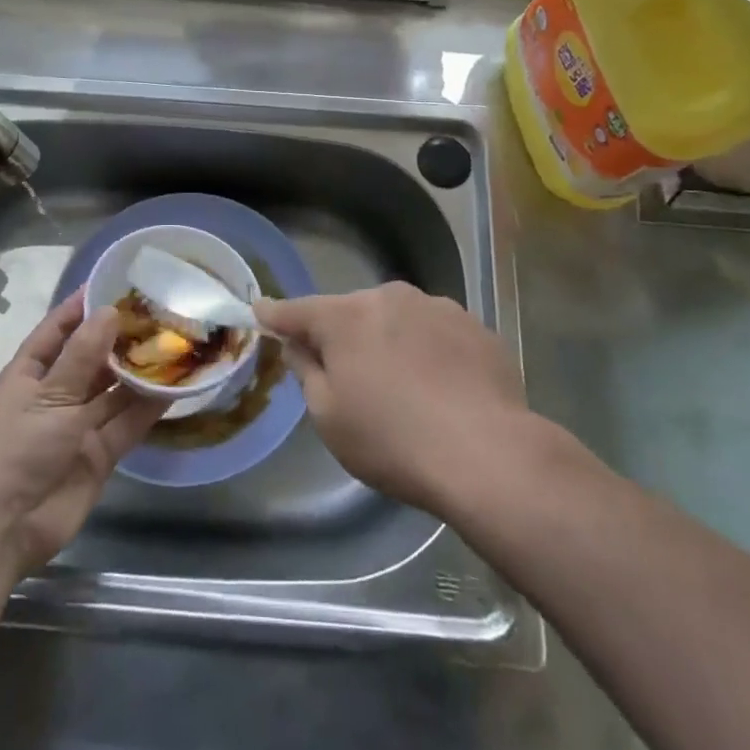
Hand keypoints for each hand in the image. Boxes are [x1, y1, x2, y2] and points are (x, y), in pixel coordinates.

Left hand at [0, 295, 166, 575]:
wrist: (0, 529)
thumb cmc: (14, 448)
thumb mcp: (49, 396)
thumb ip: (83, 356)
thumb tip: (110, 311)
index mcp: (30, 373)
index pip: (58, 330)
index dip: (81, 307)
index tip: (113, 282)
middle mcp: (55, 394)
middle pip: (91, 359)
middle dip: (120, 338)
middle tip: (158, 311)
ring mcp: (77, 426)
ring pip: (113, 391)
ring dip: (139, 371)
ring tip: (174, 342)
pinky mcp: (98, 455)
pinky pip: (127, 424)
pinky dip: (148, 407)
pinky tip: (174, 386)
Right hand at [255, 282, 545, 514]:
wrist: (488, 452)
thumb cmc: (393, 440)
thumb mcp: (330, 418)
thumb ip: (308, 371)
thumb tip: (301, 344)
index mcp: (345, 317)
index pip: (297, 311)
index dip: (276, 314)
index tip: (261, 310)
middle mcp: (388, 297)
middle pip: (352, 314)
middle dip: (344, 336)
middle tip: (350, 378)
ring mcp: (436, 306)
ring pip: (397, 320)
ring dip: (389, 342)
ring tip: (405, 388)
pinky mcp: (473, 325)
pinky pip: (435, 333)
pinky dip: (429, 352)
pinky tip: (443, 389)